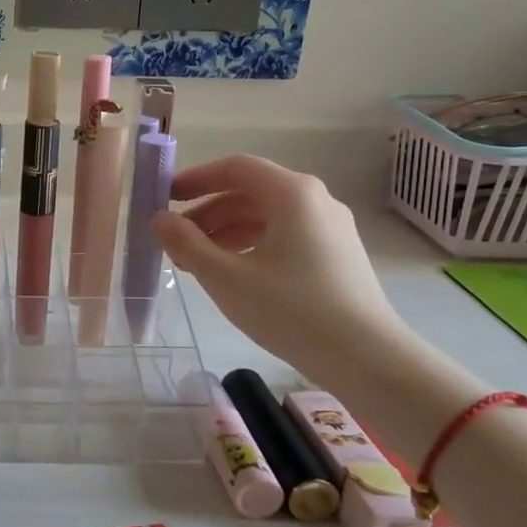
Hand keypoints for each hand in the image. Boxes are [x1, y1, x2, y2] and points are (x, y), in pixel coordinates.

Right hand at [151, 155, 403, 384]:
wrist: (367, 358)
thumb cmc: (291, 310)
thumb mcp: (225, 276)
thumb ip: (186, 243)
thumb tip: (159, 219)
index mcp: (292, 194)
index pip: (236, 168)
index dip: (196, 178)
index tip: (165, 197)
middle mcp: (315, 201)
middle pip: (250, 192)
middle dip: (207, 212)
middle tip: (174, 239)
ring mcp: (330, 228)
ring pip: (266, 217)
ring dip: (226, 232)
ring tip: (196, 262)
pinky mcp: (337, 255)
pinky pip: (284, 236)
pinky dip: (251, 246)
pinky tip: (232, 274)